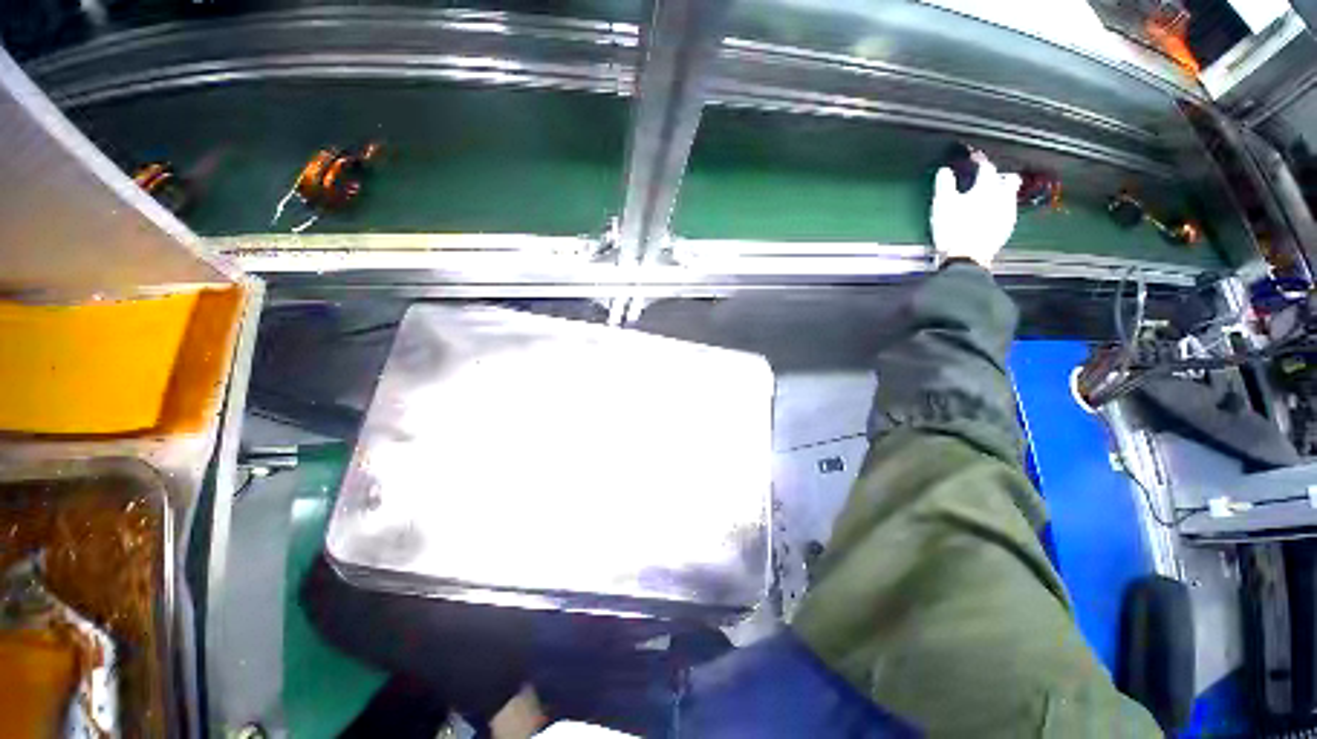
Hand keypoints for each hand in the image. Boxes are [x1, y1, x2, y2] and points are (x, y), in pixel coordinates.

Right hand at [931, 152, 1020, 268]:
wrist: (966, 257)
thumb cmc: (953, 228)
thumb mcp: (942, 204)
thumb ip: (944, 184)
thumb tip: (944, 171)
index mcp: (986, 187)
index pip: (986, 167)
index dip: (979, 161)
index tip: (973, 159)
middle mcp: (1003, 196)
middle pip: (1008, 179)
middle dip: (999, 176)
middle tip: (987, 179)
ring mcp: (1008, 213)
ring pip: (1009, 196)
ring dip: (1000, 194)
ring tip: (987, 199)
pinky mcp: (1006, 228)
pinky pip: (1007, 212)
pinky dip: (999, 210)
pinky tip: (988, 216)